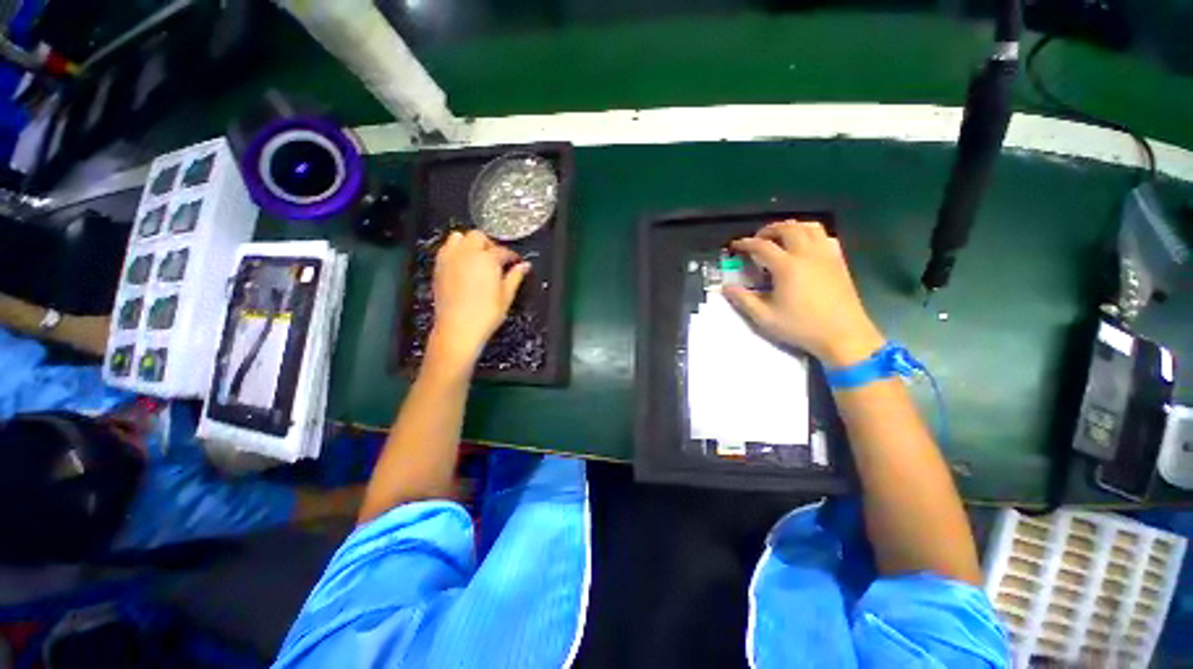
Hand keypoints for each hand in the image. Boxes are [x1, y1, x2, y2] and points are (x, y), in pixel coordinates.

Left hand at [429, 230, 529, 367]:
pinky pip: (446, 249)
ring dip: (469, 243)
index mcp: (487, 260)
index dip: (512, 256)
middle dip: (490, 244)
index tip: (516, 262)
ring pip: (458, 237)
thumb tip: (524, 267)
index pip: (502, 251)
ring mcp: (450, 259)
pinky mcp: (438, 268)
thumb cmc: (485, 314)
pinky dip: (456, 251)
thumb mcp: (506, 296)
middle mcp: (467, 254)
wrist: (458, 328)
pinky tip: (463, 264)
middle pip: (478, 236)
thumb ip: (515, 277)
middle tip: (497, 258)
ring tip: (478, 257)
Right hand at [724, 220, 883, 366]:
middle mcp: (807, 254)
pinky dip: (810, 234)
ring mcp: (826, 255)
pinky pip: (824, 236)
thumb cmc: (801, 326)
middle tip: (757, 239)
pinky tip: (805, 247)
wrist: (843, 335)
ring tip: (780, 237)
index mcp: (787, 267)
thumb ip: (743, 300)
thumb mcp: (765, 317)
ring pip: (809, 227)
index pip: (762, 246)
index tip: (735, 246)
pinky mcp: (838, 261)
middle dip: (769, 230)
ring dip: (791, 227)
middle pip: (787, 228)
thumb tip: (725, 288)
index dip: (746, 243)